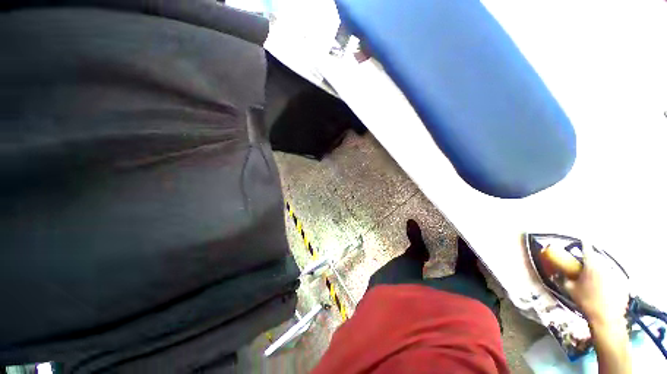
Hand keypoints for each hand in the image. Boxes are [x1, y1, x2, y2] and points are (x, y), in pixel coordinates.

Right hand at [564, 245, 629, 327]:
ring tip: (595, 278)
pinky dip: (608, 279)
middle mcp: (605, 266)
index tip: (582, 240)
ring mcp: (616, 274)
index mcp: (592, 265)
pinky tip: (604, 288)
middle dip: (592, 260)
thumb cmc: (586, 301)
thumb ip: (564, 278)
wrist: (606, 318)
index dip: (584, 243)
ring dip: (600, 269)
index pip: (587, 248)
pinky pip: (614, 277)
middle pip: (598, 258)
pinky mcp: (623, 283)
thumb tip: (558, 272)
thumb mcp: (570, 289)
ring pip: (606, 267)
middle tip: (586, 265)